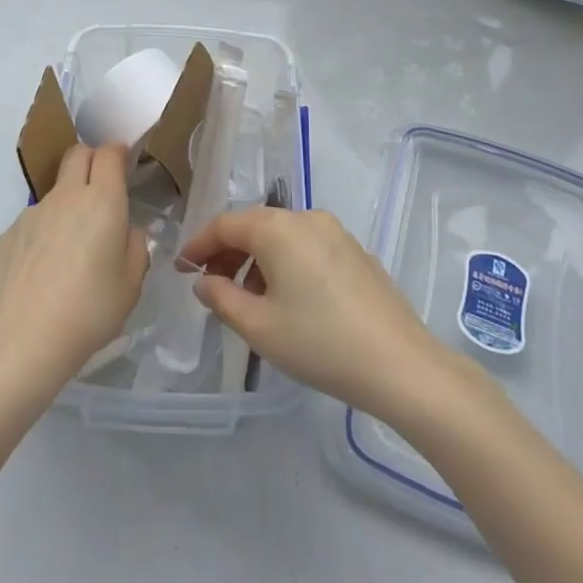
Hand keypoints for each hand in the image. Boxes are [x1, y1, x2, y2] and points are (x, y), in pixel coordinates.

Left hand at [0, 144, 149, 401]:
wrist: (20, 341)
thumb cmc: (89, 311)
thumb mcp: (131, 285)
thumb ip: (136, 248)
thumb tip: (126, 232)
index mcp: (102, 201)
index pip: (108, 153)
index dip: (118, 152)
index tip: (124, 164)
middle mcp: (65, 196)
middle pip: (77, 154)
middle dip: (91, 159)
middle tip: (101, 188)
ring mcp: (31, 214)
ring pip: (55, 191)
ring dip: (67, 203)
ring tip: (70, 250)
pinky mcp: (6, 236)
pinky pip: (32, 222)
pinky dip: (43, 234)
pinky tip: (43, 273)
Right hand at [178, 208, 456, 420]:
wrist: (401, 364)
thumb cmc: (320, 343)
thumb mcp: (259, 327)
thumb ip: (222, 298)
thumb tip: (204, 281)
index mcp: (278, 228)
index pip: (225, 224)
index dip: (199, 245)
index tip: (182, 269)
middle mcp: (307, 218)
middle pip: (254, 225)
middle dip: (227, 253)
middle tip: (210, 285)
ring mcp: (336, 233)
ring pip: (282, 237)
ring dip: (257, 260)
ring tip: (249, 300)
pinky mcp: (356, 252)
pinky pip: (308, 248)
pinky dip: (286, 264)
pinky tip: (289, 301)